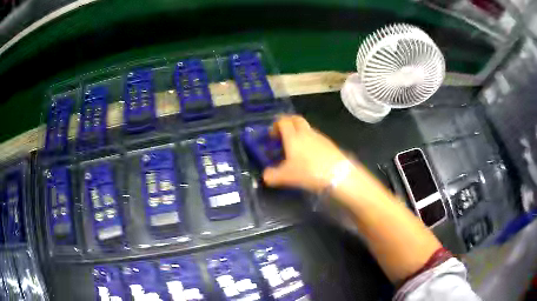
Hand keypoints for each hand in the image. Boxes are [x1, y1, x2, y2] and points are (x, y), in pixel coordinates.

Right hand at [263, 115, 350, 192]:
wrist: (338, 174)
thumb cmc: (308, 172)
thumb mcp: (286, 177)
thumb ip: (272, 176)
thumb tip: (265, 176)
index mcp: (293, 136)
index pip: (283, 121)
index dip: (276, 125)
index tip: (272, 135)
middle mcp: (306, 132)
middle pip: (296, 119)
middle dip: (288, 123)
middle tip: (283, 134)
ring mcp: (319, 136)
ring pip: (307, 128)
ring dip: (299, 132)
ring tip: (296, 147)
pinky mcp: (329, 143)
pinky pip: (315, 136)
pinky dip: (309, 140)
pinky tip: (310, 154)